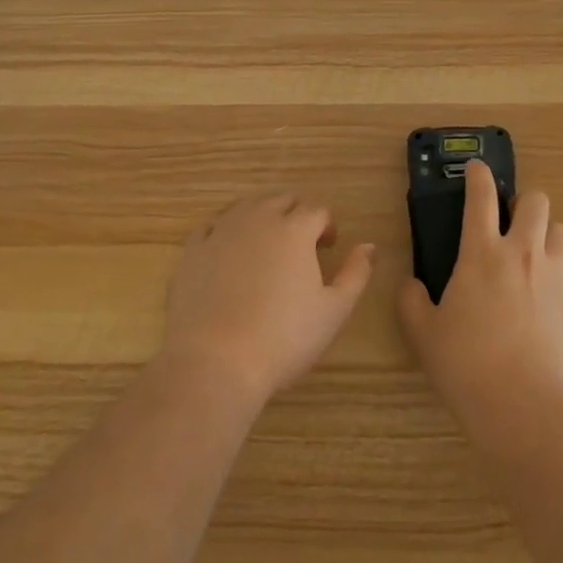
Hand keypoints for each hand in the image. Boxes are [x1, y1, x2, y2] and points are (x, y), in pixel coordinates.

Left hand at [161, 194, 375, 408]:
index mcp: (295, 229)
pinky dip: (223, 233)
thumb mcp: (334, 311)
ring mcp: (222, 231)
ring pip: (246, 206)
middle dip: (296, 215)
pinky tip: (227, 254)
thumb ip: (356, 273)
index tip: (328, 248)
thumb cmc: (283, 338)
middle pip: (282, 200)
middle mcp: (259, 219)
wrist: (215, 362)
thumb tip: (369, 246)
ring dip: (261, 217)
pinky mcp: (192, 251)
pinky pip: (211, 227)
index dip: (327, 226)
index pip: (317, 210)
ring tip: (266, 246)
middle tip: (300, 246)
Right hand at [397, 160, 562, 424]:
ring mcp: (554, 275)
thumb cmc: (466, 364)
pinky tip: (554, 292)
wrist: (524, 405)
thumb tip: (411, 285)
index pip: (480, 197)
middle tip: (510, 221)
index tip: (477, 168)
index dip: (478, 175)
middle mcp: (521, 252)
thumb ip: (412, 302)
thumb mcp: (423, 334)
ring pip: (560, 231)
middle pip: (535, 201)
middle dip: (523, 201)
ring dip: (546, 235)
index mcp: (481, 252)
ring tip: (533, 255)